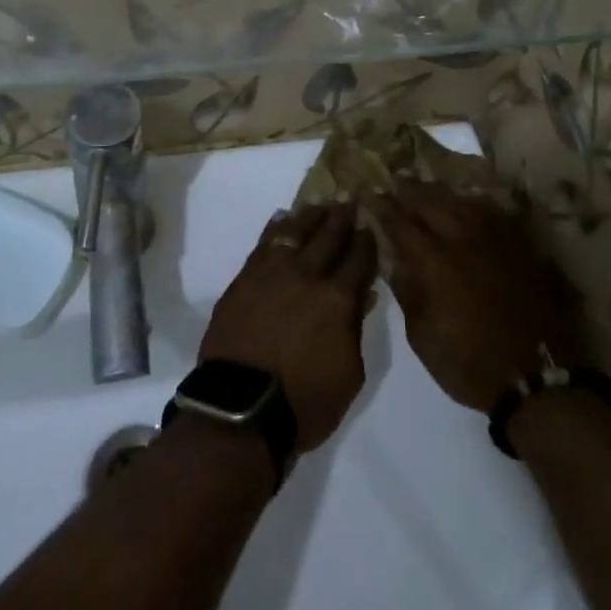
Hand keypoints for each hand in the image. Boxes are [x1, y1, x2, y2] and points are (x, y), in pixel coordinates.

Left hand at [200, 203, 377, 454]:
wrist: (240, 408)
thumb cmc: (304, 402)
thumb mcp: (349, 375)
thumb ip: (356, 330)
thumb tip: (361, 296)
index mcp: (337, 299)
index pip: (358, 259)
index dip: (366, 240)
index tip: (370, 224)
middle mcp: (307, 276)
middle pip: (328, 237)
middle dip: (342, 218)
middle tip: (349, 201)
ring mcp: (272, 273)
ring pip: (295, 232)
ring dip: (310, 216)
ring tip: (320, 205)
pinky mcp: (244, 279)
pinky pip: (263, 244)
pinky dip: (275, 228)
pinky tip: (282, 218)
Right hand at [373, 180, 585, 412]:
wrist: (533, 376)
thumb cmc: (467, 363)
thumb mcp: (421, 336)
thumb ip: (406, 291)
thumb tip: (395, 260)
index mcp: (432, 260)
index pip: (399, 222)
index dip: (382, 206)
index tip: (369, 193)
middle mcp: (460, 238)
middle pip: (429, 201)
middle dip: (409, 188)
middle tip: (396, 179)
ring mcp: (492, 238)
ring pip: (461, 200)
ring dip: (439, 191)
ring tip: (427, 186)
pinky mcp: (517, 245)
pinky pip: (491, 211)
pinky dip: (473, 202)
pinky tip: (467, 202)